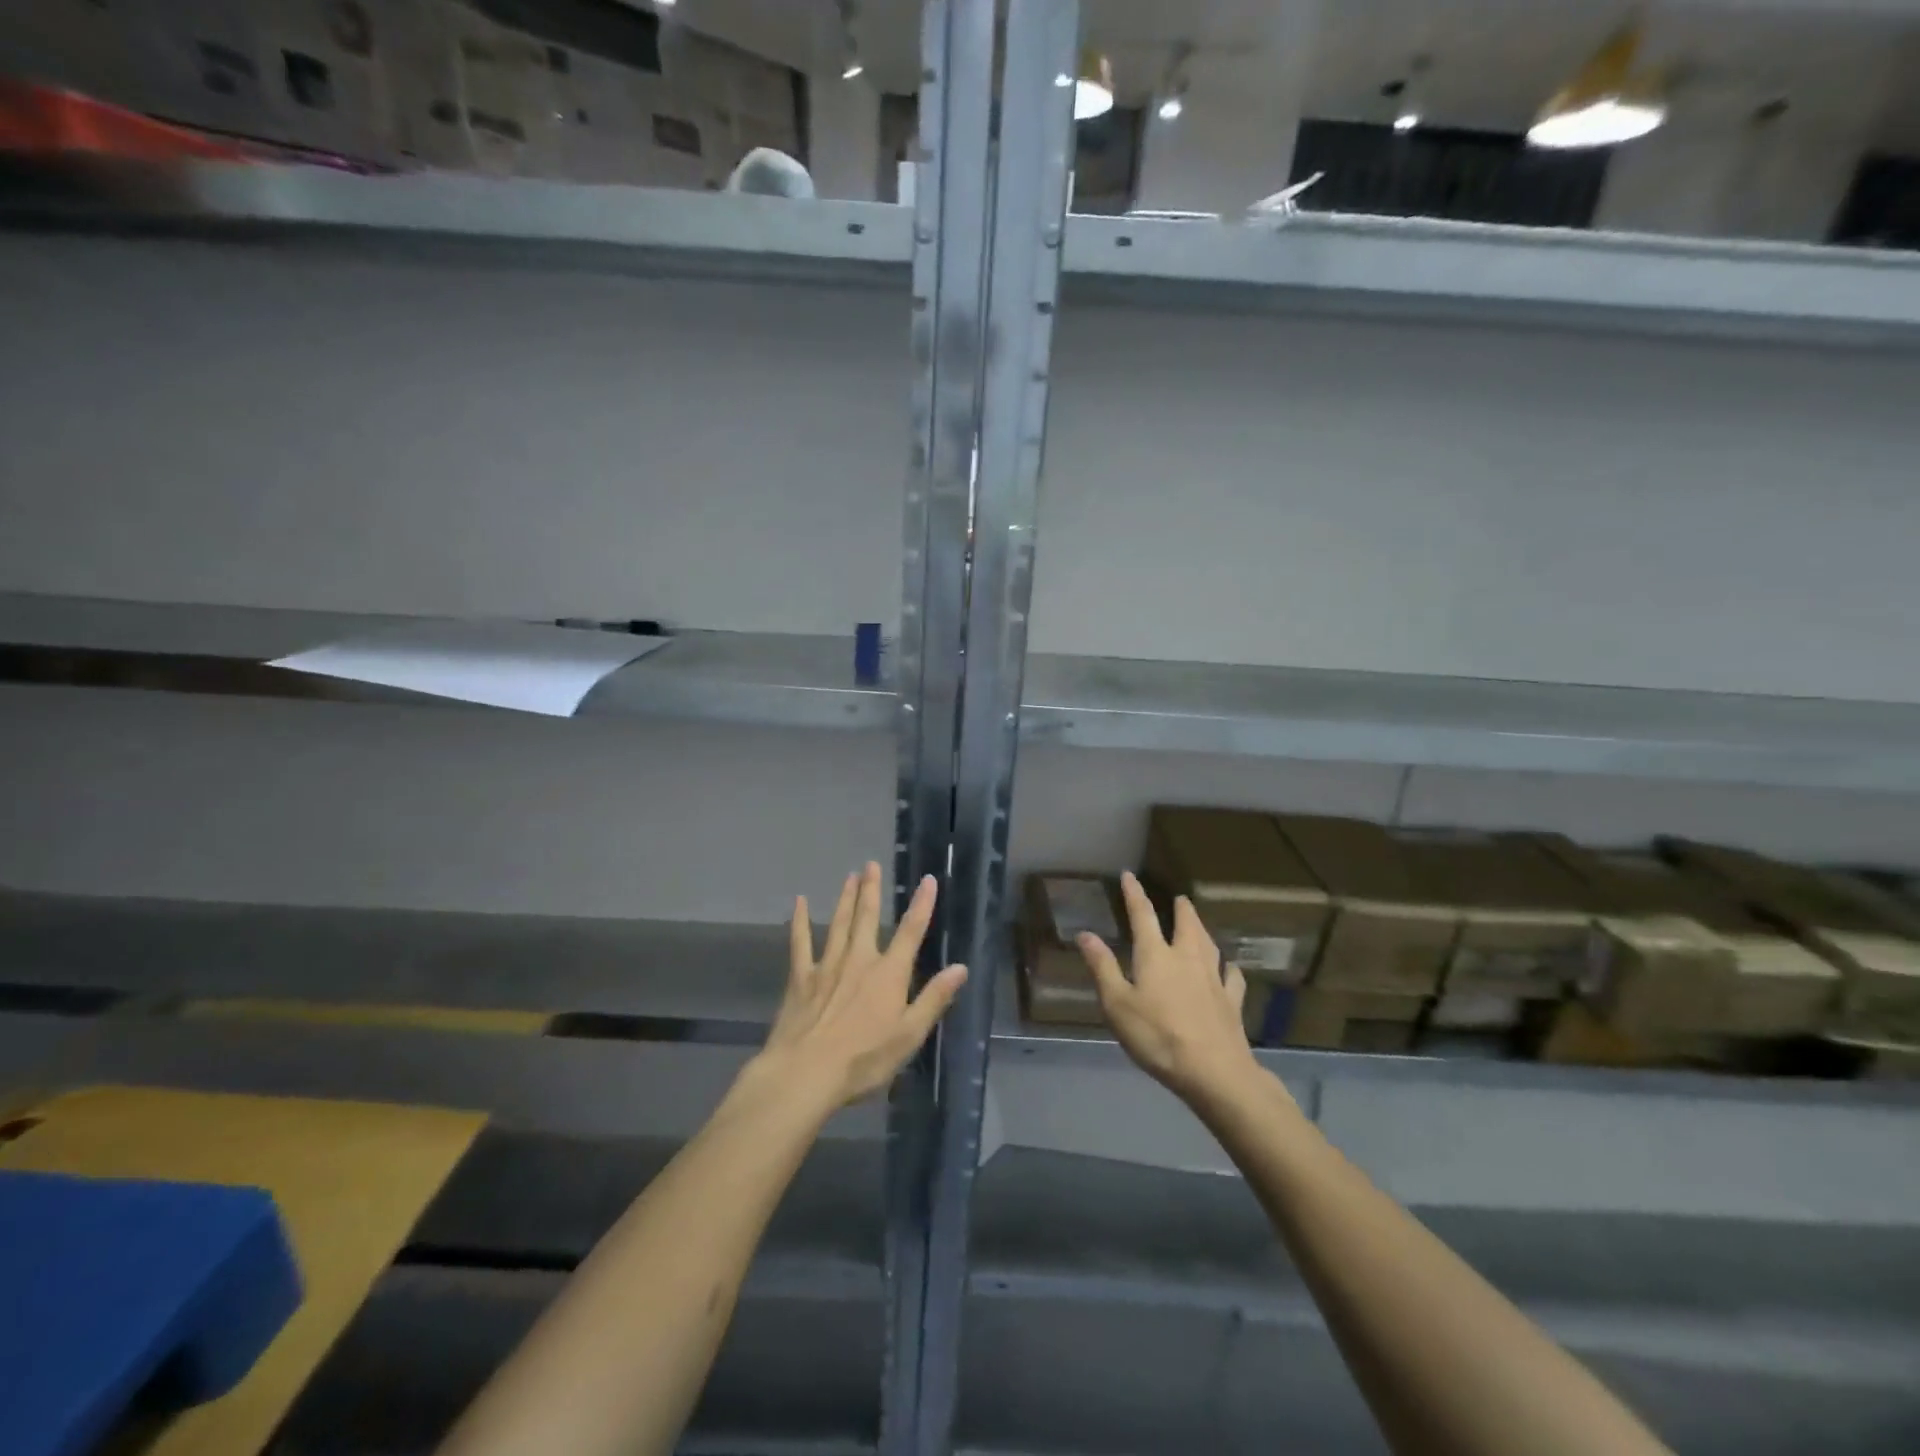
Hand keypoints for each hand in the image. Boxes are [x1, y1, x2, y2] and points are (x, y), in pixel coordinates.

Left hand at [753, 862, 967, 1112]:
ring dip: (846, 899)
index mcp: (888, 974)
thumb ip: (934, 999)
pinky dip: (800, 921)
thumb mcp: (909, 1035)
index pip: (911, 932)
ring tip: (850, 876)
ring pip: (838, 924)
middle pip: (867, 918)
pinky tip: (799, 902)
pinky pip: (800, 943)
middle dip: (871, 890)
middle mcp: (859, 960)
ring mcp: (827, 966)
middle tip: (871, 864)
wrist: (806, 1073)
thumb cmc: (864, 1060)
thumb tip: (960, 967)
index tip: (928, 880)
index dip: (921, 905)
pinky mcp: (801, 978)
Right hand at [1076, 871, 1262, 1105]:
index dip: (1134, 894)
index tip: (1129, 875)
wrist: (1213, 1070)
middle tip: (1180, 898)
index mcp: (1156, 955)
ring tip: (1199, 925)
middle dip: (1181, 909)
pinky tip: (1230, 969)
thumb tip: (1085, 933)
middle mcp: (1187, 958)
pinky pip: (1233, 977)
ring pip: (1210, 944)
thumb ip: (1102, 967)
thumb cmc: (1157, 1036)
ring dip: (1203, 930)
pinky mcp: (1232, 1001)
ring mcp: (1214, 978)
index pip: (1143, 915)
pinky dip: (1229, 968)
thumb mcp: (1117, 1004)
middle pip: (1186, 924)